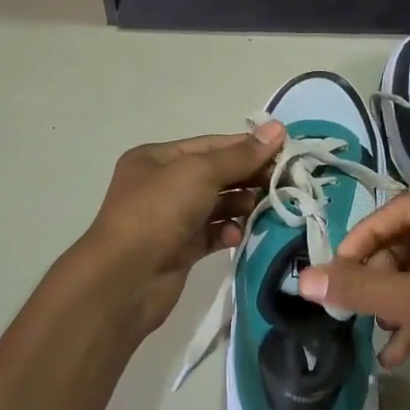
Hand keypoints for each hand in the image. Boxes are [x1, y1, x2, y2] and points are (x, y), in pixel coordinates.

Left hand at [74, 123, 284, 342]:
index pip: (210, 145)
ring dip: (242, 204)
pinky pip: (212, 233)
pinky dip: (228, 231)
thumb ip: (241, 155)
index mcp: (156, 158)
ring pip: (216, 205)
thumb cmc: (158, 213)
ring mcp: (170, 219)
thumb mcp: (200, 173)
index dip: (247, 146)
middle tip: (285, 181)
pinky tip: (239, 234)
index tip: (285, 151)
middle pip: (215, 174)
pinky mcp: (179, 250)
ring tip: (268, 207)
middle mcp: (161, 185)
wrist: (124, 280)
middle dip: (248, 176)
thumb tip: (278, 129)